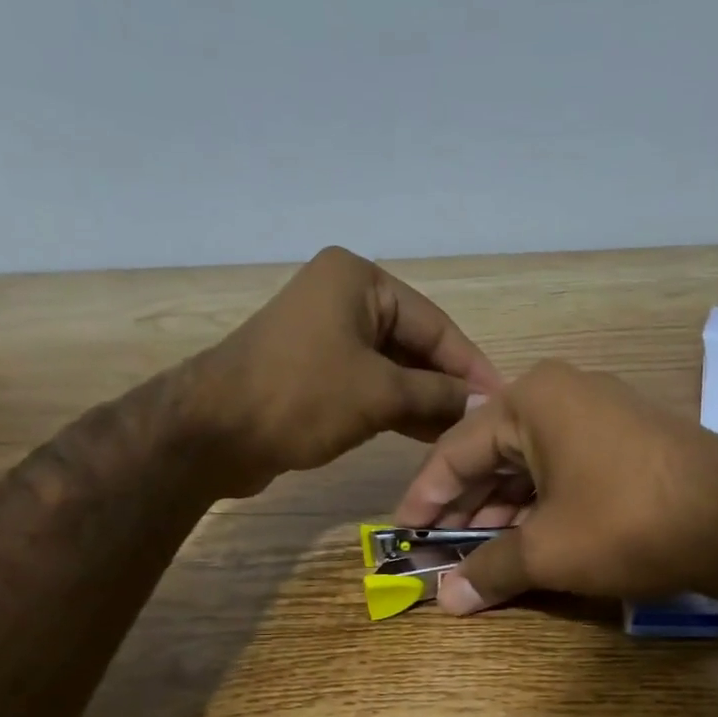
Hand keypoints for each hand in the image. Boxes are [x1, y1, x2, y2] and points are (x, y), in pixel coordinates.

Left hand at [185, 247, 502, 497]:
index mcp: (359, 280)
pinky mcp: (313, 372)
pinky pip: (368, 385)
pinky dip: (396, 408)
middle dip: (447, 386)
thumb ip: (437, 395)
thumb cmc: (302, 398)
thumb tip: (483, 403)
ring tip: (460, 436)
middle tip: (483, 424)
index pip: (435, 324)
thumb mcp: (380, 394)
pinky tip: (425, 435)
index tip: (502, 400)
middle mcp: (343, 298)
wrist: (215, 432)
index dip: (471, 366)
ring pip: (392, 368)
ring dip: (424, 402)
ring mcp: (325, 336)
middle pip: (414, 344)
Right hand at [393, 361, 717, 612]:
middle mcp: (563, 396)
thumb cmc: (627, 523)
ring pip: (530, 468)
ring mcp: (601, 417)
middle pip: (492, 457)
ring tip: (477, 557)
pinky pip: (564, 473)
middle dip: (464, 510)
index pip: (454, 451)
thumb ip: (489, 570)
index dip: (424, 498)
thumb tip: (446, 600)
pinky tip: (525, 543)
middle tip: (438, 553)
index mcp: (532, 401)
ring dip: (501, 514)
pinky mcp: (629, 444)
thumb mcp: (547, 550)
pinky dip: (540, 509)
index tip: (402, 535)